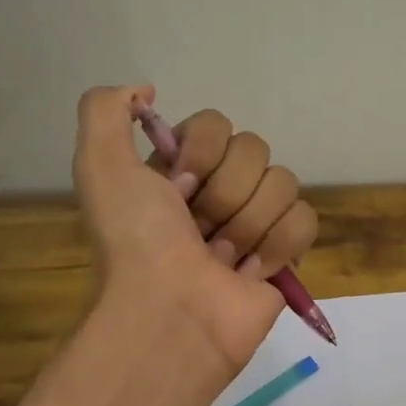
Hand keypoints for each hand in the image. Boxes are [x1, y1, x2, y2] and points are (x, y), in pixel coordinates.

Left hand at [73, 86, 317, 371]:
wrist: (171, 314)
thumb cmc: (137, 242)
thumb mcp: (100, 166)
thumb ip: (107, 110)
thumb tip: (147, 91)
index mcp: (179, 171)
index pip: (216, 125)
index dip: (200, 153)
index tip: (177, 190)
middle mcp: (218, 191)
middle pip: (254, 150)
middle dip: (225, 194)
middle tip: (198, 231)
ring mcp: (255, 222)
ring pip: (283, 183)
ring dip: (248, 225)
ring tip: (222, 260)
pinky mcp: (286, 254)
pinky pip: (305, 219)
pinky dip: (279, 246)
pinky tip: (251, 272)